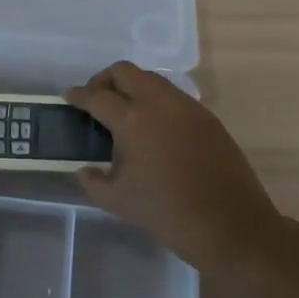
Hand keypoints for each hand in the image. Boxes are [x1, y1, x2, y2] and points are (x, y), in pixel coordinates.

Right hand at [65, 61, 283, 275]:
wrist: (229, 225)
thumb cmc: (167, 214)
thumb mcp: (118, 201)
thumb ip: (93, 181)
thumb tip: (84, 169)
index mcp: (132, 120)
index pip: (97, 96)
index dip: (79, 95)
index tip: (69, 96)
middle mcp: (158, 103)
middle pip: (125, 72)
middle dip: (104, 80)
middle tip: (97, 100)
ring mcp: (186, 106)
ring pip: (151, 79)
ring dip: (132, 87)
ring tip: (125, 113)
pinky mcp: (206, 116)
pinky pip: (173, 95)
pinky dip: (156, 100)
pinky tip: (154, 127)